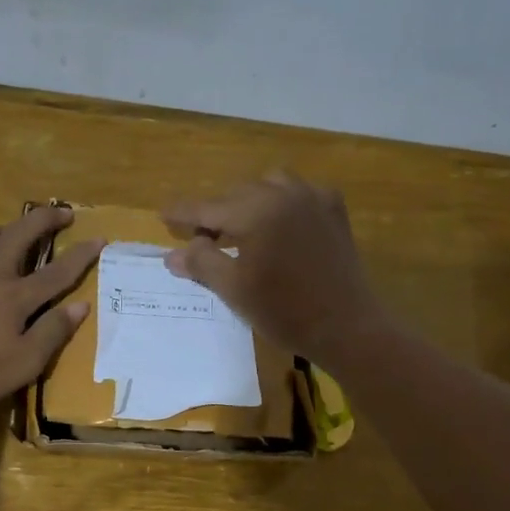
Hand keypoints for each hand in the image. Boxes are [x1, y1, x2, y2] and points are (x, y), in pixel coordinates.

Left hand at [0, 205, 102, 415]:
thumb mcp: (24, 364)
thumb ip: (52, 332)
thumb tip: (80, 305)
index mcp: (16, 298)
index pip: (57, 272)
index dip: (82, 255)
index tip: (100, 238)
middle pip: (20, 236)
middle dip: (44, 220)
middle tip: (61, 213)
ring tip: (8, 232)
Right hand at [162, 172, 386, 361]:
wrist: (346, 326)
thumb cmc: (284, 312)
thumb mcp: (234, 290)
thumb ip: (202, 265)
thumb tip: (173, 255)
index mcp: (256, 211)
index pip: (208, 208)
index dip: (183, 213)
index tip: (163, 214)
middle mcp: (284, 194)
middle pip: (237, 194)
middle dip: (216, 212)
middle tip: (201, 238)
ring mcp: (313, 198)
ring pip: (269, 185)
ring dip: (247, 201)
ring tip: (239, 228)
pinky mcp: (333, 211)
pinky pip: (299, 193)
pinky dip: (280, 202)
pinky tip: (278, 224)